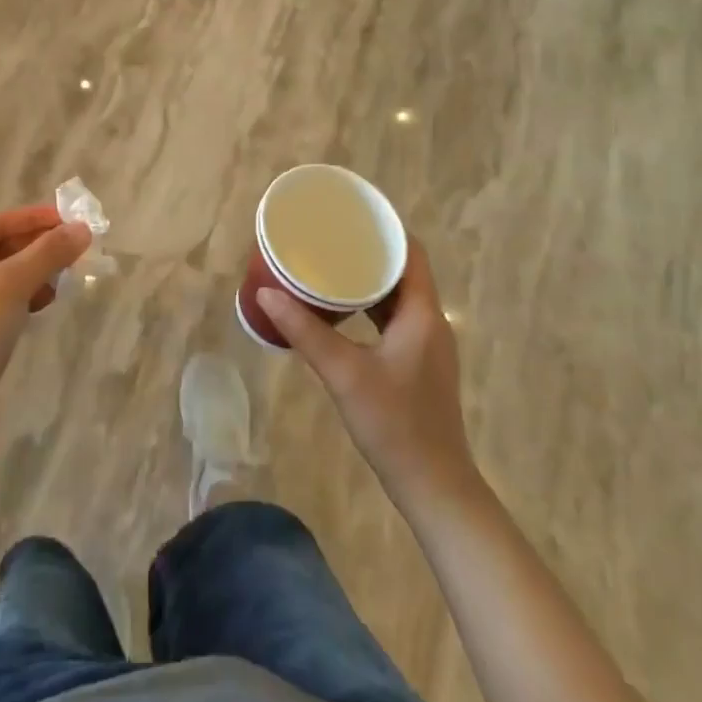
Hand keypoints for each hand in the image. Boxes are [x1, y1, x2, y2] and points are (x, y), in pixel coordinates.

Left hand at [0, 206, 91, 423]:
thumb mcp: (13, 284)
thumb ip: (49, 252)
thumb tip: (83, 229)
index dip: (34, 219)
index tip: (70, 219)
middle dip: (36, 248)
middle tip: (73, 249)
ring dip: (32, 273)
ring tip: (63, 277)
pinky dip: (21, 297)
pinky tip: (43, 302)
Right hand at [258, 242, 476, 511]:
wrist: (434, 486)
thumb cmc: (395, 424)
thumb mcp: (344, 374)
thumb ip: (306, 332)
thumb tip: (267, 294)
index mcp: (422, 313)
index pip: (411, 252)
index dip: (385, 229)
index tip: (352, 215)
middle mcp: (430, 321)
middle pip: (404, 271)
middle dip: (369, 251)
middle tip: (330, 239)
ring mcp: (426, 345)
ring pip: (398, 297)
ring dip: (369, 280)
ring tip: (330, 267)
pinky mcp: (418, 364)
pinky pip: (394, 319)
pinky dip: (370, 307)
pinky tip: (342, 312)